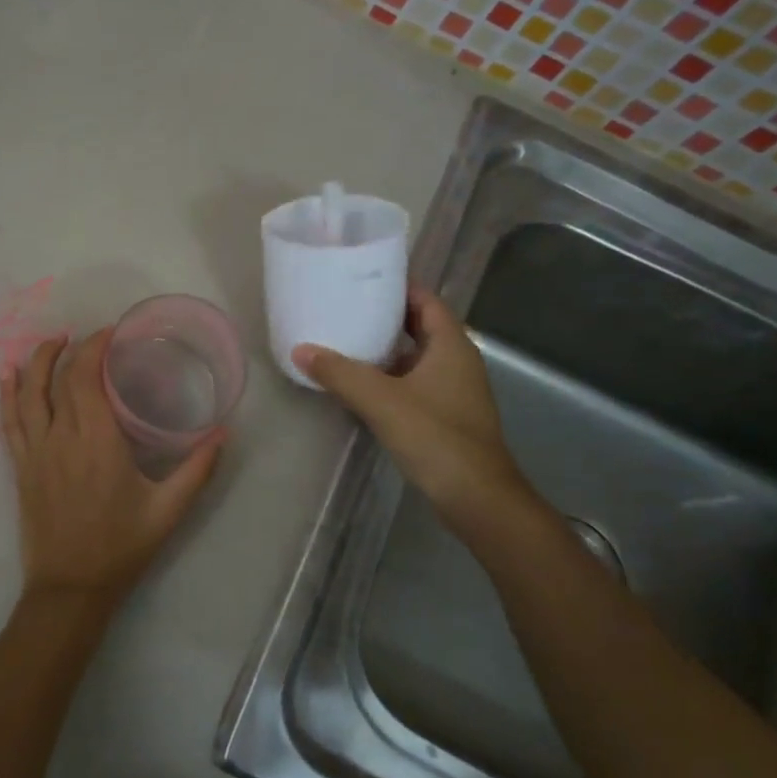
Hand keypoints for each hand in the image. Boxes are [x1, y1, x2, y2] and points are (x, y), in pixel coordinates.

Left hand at [0, 329, 224, 618]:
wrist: (70, 588)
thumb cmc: (121, 547)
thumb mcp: (168, 510)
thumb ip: (198, 469)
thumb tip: (224, 432)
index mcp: (97, 440)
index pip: (86, 377)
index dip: (95, 347)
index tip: (113, 332)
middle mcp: (60, 437)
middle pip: (59, 378)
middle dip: (73, 348)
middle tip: (94, 337)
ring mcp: (35, 452)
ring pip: (27, 393)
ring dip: (37, 362)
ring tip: (52, 341)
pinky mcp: (21, 467)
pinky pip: (9, 421)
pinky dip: (8, 394)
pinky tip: (9, 376)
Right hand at [293, 288, 522, 520]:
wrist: (476, 497)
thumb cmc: (435, 437)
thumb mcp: (381, 400)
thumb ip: (340, 373)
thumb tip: (300, 350)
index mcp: (451, 345)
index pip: (426, 300)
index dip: (398, 287)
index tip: (363, 279)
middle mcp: (457, 361)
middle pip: (420, 327)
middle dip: (385, 318)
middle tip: (345, 309)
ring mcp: (454, 391)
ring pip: (416, 358)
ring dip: (385, 350)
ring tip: (345, 342)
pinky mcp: (447, 416)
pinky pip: (414, 384)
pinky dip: (390, 378)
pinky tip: (360, 386)